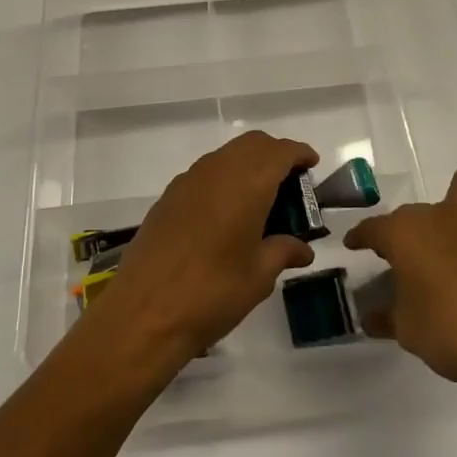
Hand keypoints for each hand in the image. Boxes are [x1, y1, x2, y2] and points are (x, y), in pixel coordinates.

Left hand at [84, 131, 319, 374]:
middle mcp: (218, 170)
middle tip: (290, 183)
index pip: (279, 151)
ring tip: (261, 198)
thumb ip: (282, 252)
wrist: (144, 312)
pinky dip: (225, 178)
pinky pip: (206, 172)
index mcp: (247, 183)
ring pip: (227, 155)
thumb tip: (302, 249)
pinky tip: (227, 212)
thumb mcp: (258, 277)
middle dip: (274, 154)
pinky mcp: (169, 196)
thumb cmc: (212, 293)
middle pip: (252, 144)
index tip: (312, 164)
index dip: (299, 153)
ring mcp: (189, 180)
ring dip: (248, 164)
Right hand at [344, 165, 456, 415]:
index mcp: (405, 232)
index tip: (355, 245)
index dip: (361, 238)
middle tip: (411, 263)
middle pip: (414, 214)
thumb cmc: (454, 331)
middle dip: (409, 233)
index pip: (373, 228)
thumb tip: (372, 316)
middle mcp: (438, 214)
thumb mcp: (409, 332)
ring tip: (455, 236)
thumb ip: (388, 317)